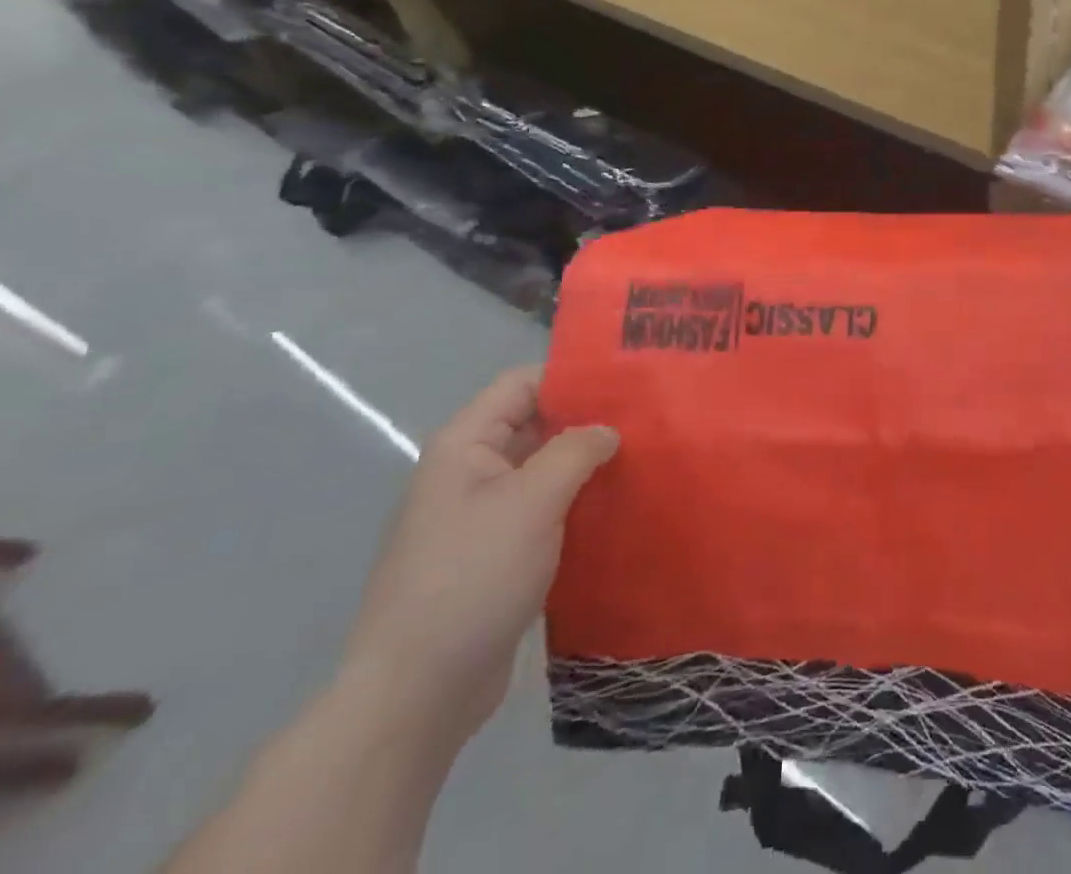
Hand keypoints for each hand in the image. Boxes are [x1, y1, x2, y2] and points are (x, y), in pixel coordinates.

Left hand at [340, 366, 618, 746]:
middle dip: (590, 420)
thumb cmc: (472, 578)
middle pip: (538, 424)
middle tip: (652, 418)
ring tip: (648, 457)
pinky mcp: (499, 555)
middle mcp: (471, 471)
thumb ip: (575, 451)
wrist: (418, 693)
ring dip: (590, 465)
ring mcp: (484, 515)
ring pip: (546, 470)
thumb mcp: (532, 501)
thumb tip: (608, 430)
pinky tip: (622, 506)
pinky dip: (580, 503)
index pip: (524, 384)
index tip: (630, 380)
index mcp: (466, 445)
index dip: (574, 376)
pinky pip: (546, 511)